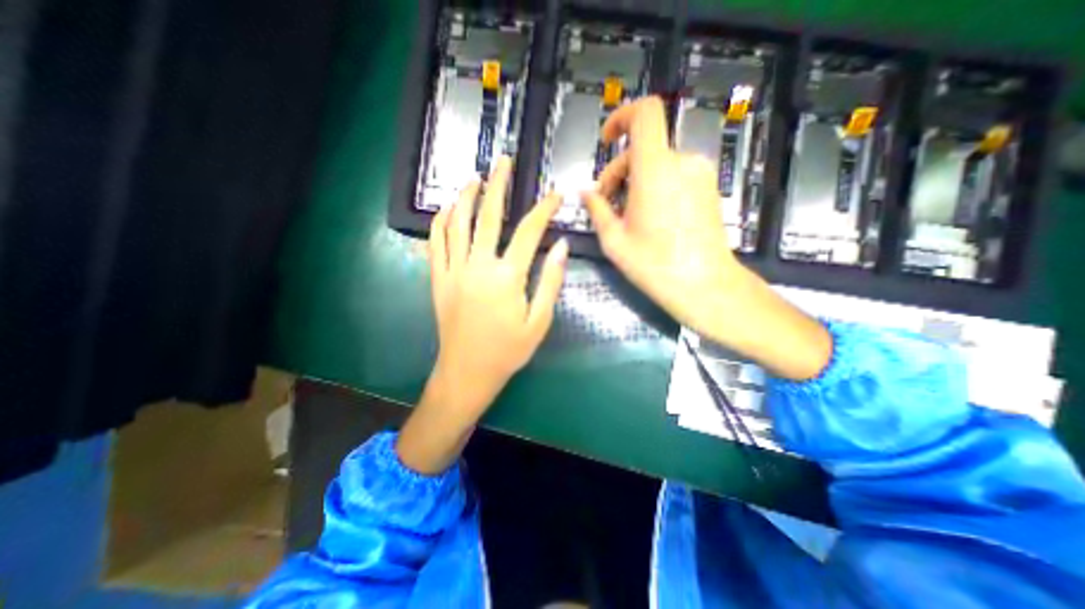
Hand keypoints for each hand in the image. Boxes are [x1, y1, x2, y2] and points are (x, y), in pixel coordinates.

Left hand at [398, 158, 569, 475]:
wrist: (468, 372)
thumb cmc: (508, 351)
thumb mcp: (539, 321)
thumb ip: (550, 281)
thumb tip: (562, 247)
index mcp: (507, 277)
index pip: (530, 232)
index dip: (544, 209)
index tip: (556, 194)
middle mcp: (478, 266)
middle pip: (488, 216)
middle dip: (499, 185)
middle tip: (504, 161)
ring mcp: (453, 271)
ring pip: (457, 223)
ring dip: (466, 196)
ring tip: (475, 177)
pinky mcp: (438, 279)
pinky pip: (435, 243)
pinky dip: (441, 221)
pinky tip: (447, 208)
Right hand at [585, 95, 831, 380]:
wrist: (705, 285)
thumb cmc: (654, 265)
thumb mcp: (614, 240)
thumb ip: (597, 208)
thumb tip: (585, 191)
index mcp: (655, 170)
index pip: (645, 113)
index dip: (622, 117)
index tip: (606, 140)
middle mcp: (682, 162)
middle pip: (644, 148)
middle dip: (619, 171)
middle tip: (607, 204)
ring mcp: (700, 174)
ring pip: (659, 163)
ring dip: (637, 182)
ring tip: (627, 216)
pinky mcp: (708, 187)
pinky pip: (675, 175)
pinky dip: (656, 186)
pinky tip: (650, 217)